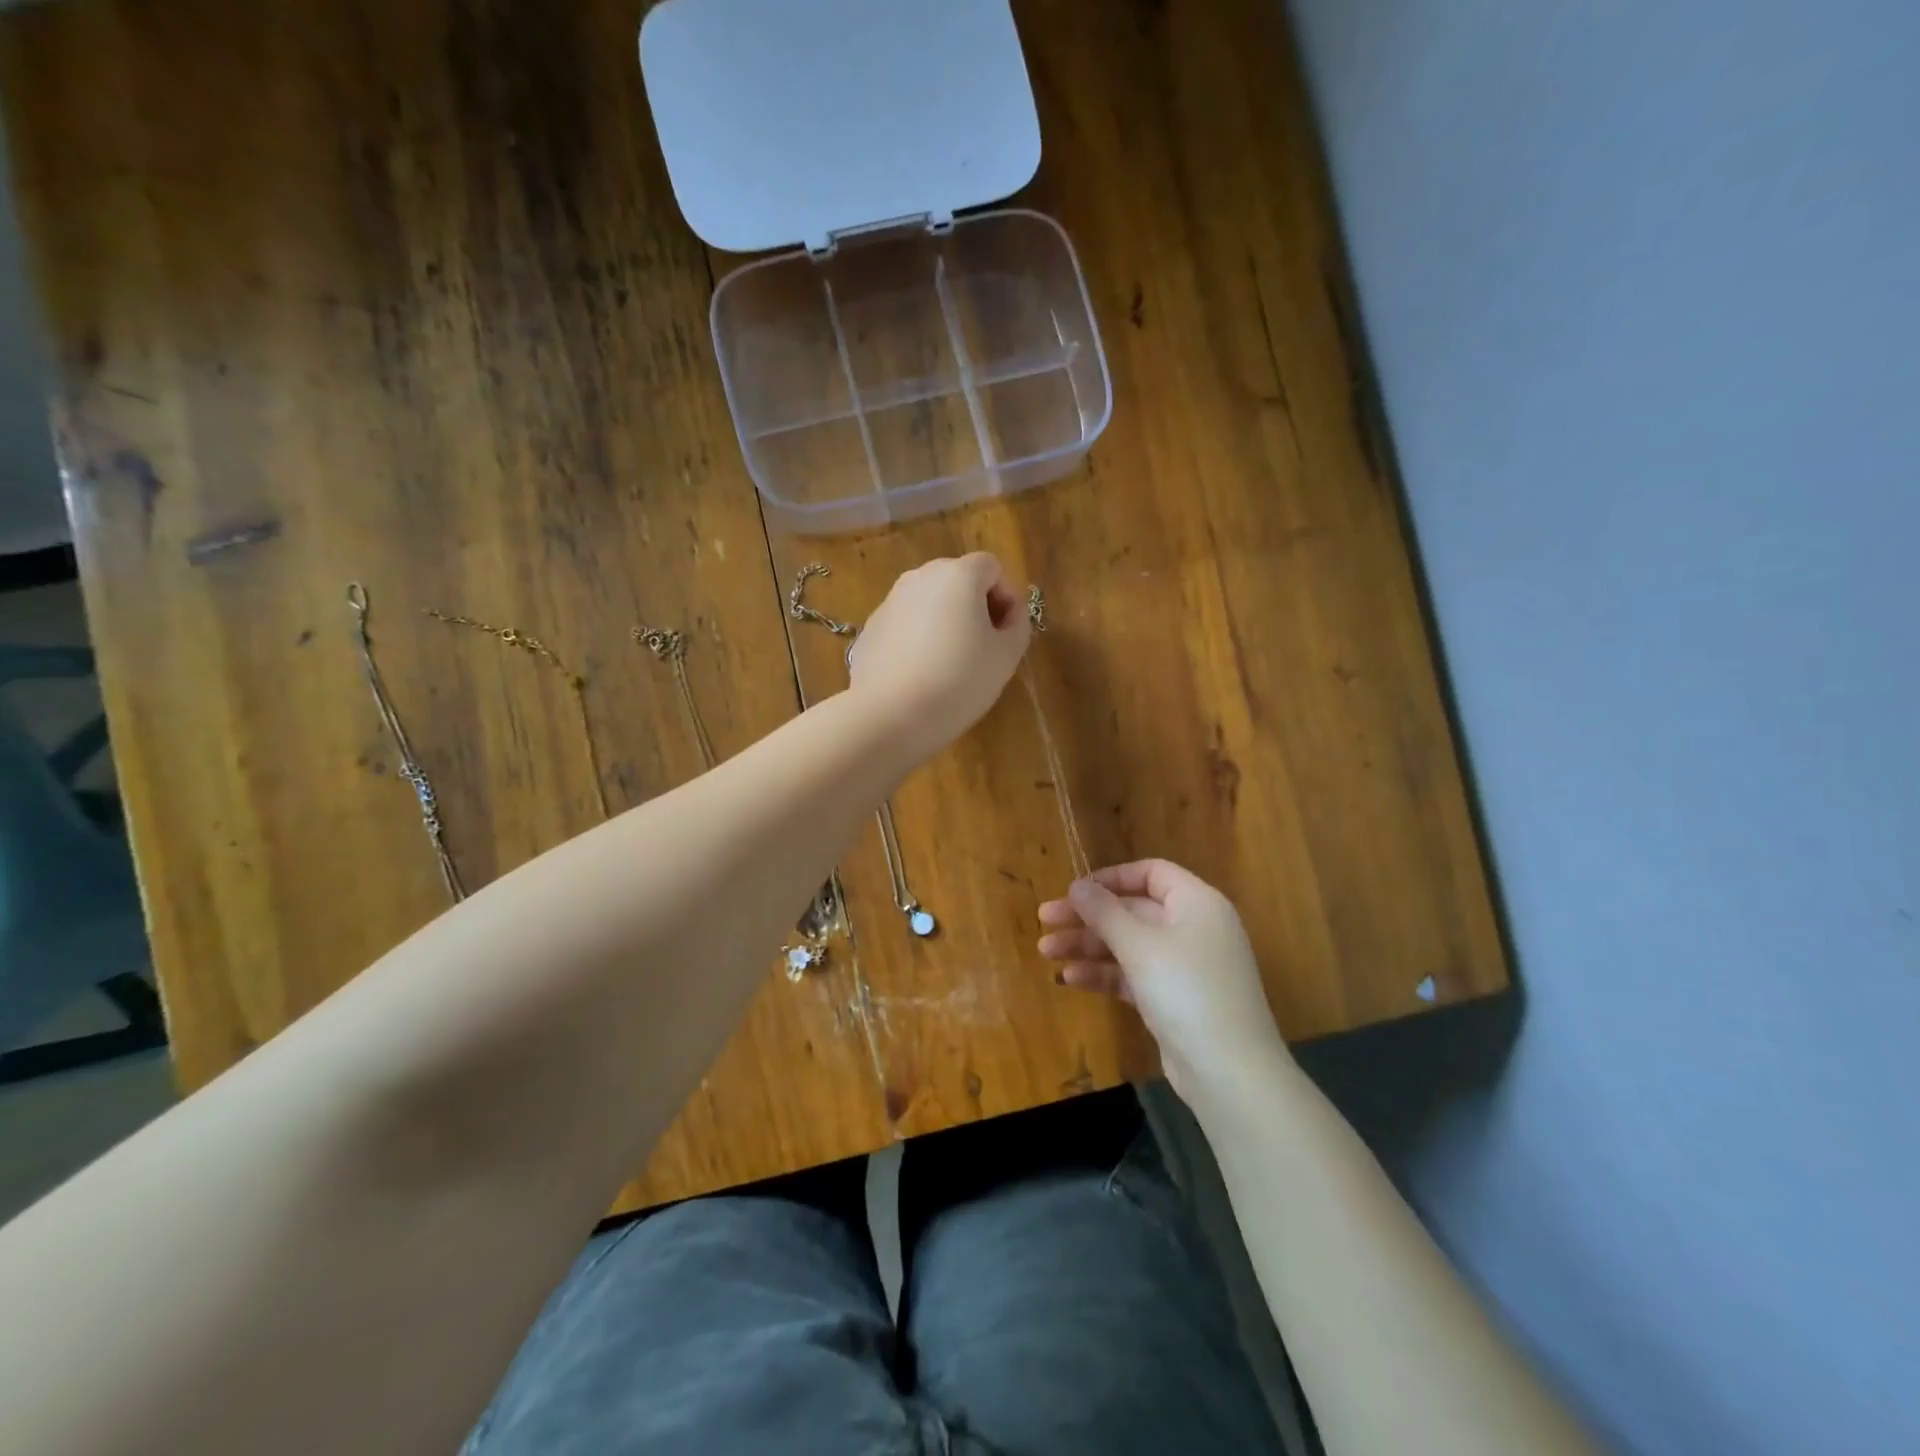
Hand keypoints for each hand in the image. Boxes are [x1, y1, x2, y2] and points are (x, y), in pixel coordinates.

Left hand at [848, 554, 1032, 760]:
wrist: (889, 714)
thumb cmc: (958, 681)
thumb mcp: (1006, 656)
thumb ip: (1017, 625)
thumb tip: (1010, 614)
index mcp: (957, 575)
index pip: (992, 567)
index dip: (1007, 596)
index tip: (1007, 633)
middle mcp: (919, 577)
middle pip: (957, 581)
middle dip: (975, 607)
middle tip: (984, 649)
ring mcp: (890, 602)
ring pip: (929, 603)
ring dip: (946, 623)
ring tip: (951, 665)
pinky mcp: (870, 628)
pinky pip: (905, 625)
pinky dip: (918, 640)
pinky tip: (921, 675)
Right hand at [1038, 859, 1290, 1105]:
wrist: (1230, 1073)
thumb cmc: (1187, 991)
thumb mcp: (1140, 946)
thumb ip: (1105, 912)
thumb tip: (1077, 884)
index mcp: (1196, 903)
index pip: (1151, 873)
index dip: (1111, 878)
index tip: (1074, 890)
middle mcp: (1193, 928)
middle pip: (1133, 910)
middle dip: (1088, 916)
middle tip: (1044, 920)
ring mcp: (1184, 966)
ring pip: (1128, 944)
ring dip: (1088, 946)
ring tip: (1046, 952)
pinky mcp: (1173, 999)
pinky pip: (1133, 975)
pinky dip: (1104, 974)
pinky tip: (1070, 979)